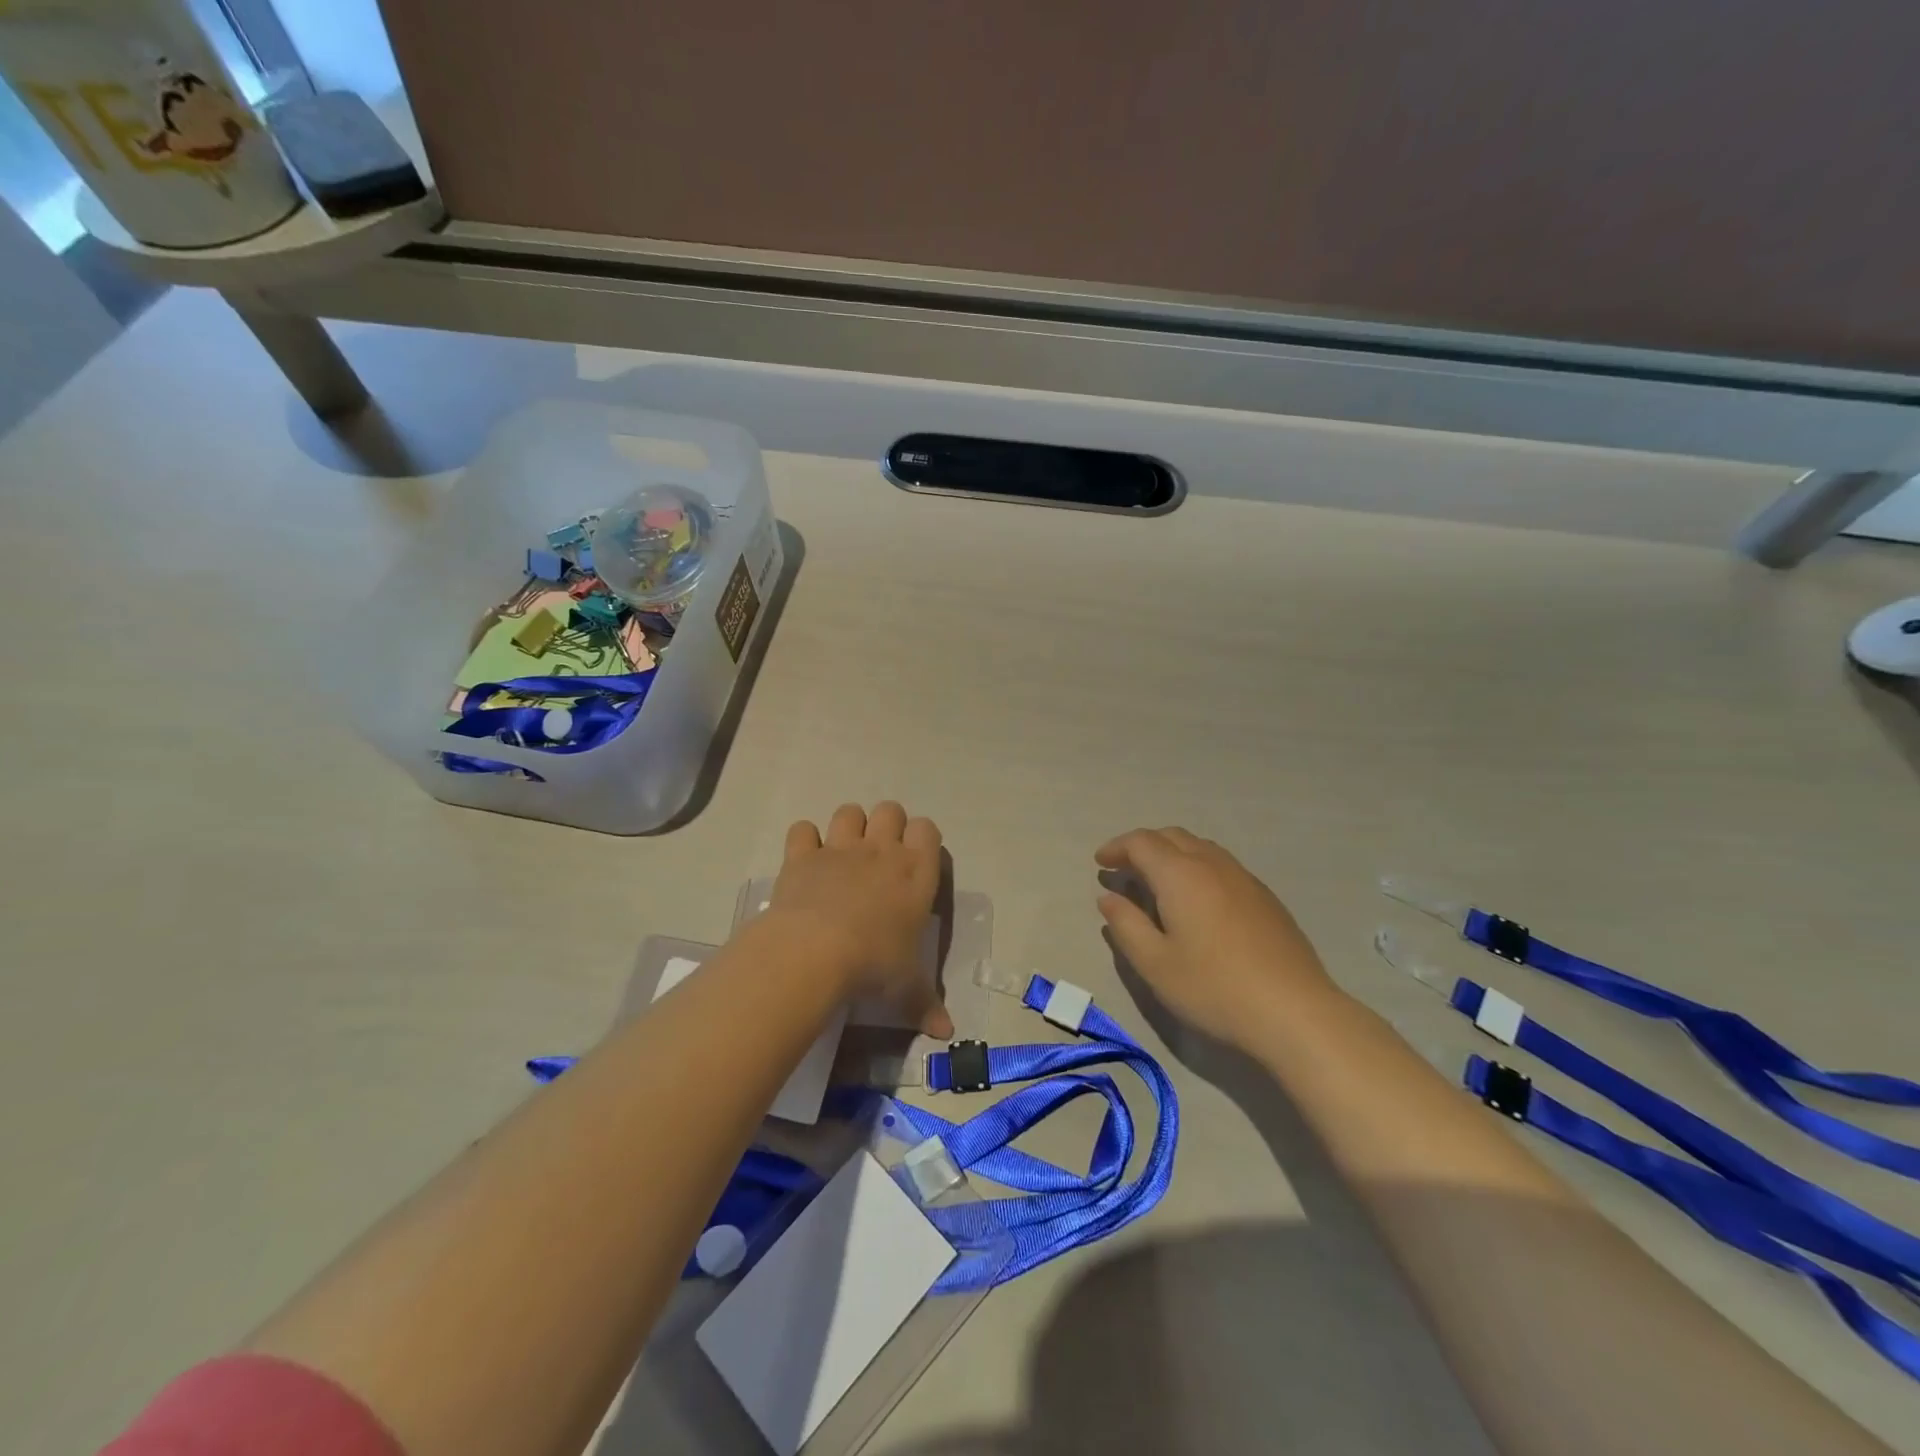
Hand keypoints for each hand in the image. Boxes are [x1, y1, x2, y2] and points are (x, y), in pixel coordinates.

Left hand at [768, 802, 952, 1037]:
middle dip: (886, 825)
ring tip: (842, 855)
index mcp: (916, 873)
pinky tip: (805, 861)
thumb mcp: (905, 988)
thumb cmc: (873, 965)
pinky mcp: (803, 855)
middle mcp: (881, 851)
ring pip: (849, 811)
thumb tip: (947, 1034)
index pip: (928, 830)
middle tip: (878, 856)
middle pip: (890, 810)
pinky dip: (804, 841)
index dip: (921, 839)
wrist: (815, 952)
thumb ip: (926, 1004)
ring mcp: (840, 848)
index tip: (914, 861)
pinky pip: (803, 829)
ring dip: (848, 826)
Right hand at [1095, 827, 1337, 1051]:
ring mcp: (1244, 879)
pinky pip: (1222, 865)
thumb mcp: (1155, 964)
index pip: (1141, 843)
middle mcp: (1212, 865)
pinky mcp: (1266, 898)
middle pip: (1171, 836)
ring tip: (1157, 882)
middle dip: (1143, 846)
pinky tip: (1198, 901)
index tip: (1100, 863)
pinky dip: (1197, 868)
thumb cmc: (1213, 988)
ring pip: (1200, 847)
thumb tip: (1109, 898)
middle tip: (1124, 869)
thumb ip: (1126, 925)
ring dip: (1172, 854)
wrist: (1295, 1012)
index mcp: (1180, 875)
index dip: (1117, 848)